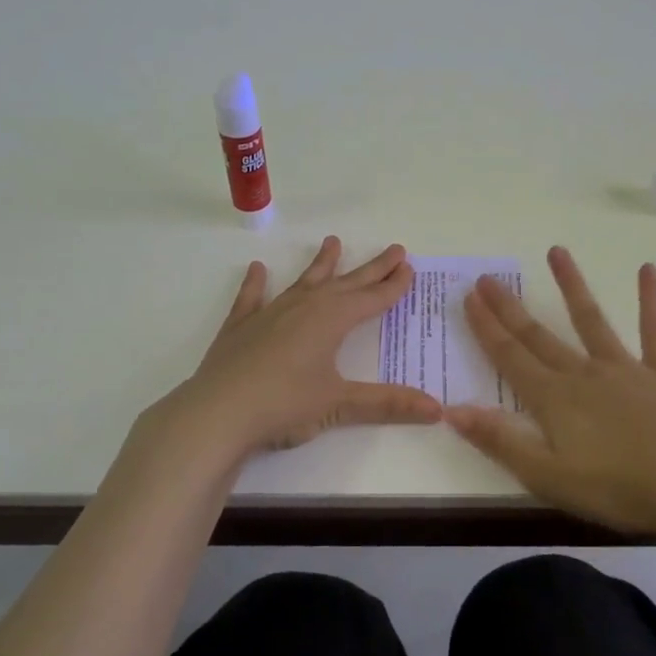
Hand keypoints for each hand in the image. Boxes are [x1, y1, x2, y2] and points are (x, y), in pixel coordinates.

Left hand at [163, 236, 442, 458]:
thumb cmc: (284, 405)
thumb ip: (387, 403)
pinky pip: (252, 299)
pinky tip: (257, 269)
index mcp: (332, 320)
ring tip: (332, 242)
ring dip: (321, 264)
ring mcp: (270, 314)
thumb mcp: (339, 405)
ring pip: (303, 282)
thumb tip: (437, 409)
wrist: (217, 413)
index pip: (372, 298)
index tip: (409, 267)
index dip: (393, 285)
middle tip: (394, 249)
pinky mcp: (240, 328)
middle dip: (372, 268)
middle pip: (346, 283)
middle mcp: (304, 307)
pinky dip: (256, 284)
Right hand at [446, 246, 655, 536]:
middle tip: (488, 277)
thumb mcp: (548, 476)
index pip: (510, 357)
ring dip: (572, 286)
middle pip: (539, 336)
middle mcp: (584, 374)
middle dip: (510, 308)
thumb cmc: (619, 488)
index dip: (486, 328)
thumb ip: (501, 441)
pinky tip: (648, 270)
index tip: (469, 297)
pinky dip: (650, 301)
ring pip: (591, 321)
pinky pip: (654, 332)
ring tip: (557, 251)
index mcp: (554, 399)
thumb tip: (452, 409)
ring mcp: (625, 369)